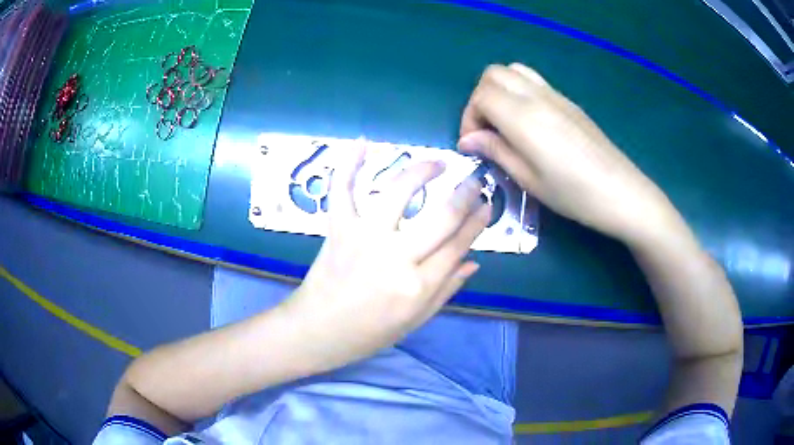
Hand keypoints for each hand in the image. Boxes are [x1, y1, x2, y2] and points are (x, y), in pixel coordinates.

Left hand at [284, 141, 490, 371]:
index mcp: (418, 286)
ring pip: (398, 192)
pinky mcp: (338, 228)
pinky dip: (349, 165)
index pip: (458, 244)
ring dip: (422, 170)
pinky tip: (362, 143)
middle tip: (476, 181)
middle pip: (440, 216)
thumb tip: (474, 262)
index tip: (488, 205)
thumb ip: (446, 290)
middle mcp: (394, 257)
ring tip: (438, 163)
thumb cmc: (369, 333)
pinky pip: (343, 191)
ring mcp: (363, 237)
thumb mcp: (415, 320)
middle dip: (465, 194)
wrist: (318, 330)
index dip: (477, 222)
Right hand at [458, 63, 677, 243]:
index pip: (481, 96)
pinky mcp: (568, 101)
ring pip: (514, 71)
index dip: (469, 117)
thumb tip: (468, 140)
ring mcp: (555, 95)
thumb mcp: (529, 179)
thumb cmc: (574, 193)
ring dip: (499, 90)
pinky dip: (519, 92)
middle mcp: (537, 96)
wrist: (621, 191)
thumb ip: (496, 151)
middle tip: (487, 130)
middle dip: (480, 98)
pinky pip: (534, 81)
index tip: (474, 144)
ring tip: (504, 123)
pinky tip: (529, 123)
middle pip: (493, 74)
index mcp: (524, 117)